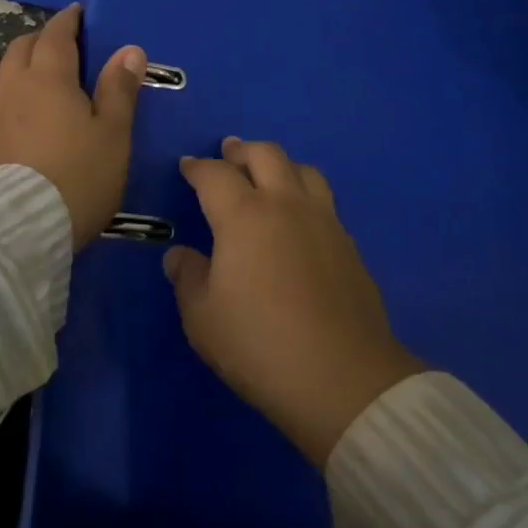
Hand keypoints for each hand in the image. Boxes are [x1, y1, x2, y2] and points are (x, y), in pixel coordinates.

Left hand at [0, 4, 146, 249]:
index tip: (79, 15)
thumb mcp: (113, 134)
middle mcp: (12, 86)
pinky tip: (8, 113)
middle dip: (41, 39)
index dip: (68, 21)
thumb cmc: (78, 176)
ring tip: (33, 76)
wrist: (18, 231)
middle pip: (21, 47)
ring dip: (15, 64)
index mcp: (48, 77)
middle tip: (62, 46)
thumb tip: (129, 49)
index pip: (56, 34)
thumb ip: (119, 89)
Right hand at [165, 138, 423, 468]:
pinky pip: (323, 200)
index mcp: (244, 215)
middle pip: (265, 155)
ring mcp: (323, 221)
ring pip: (302, 170)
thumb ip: (188, 279)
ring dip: (279, 164)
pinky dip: (303, 194)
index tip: (187, 166)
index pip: (215, 175)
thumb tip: (179, 255)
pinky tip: (298, 218)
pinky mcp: (348, 244)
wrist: (342, 377)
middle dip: (241, 150)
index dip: (198, 167)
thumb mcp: (204, 318)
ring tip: (267, 175)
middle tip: (228, 153)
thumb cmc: (260, 345)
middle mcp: (286, 205)